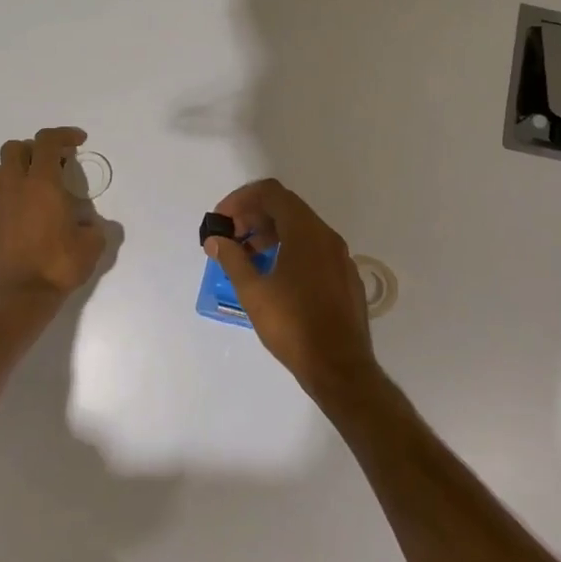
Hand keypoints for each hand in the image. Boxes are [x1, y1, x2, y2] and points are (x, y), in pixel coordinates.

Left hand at [0, 128, 105, 301]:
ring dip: (14, 173)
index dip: (63, 134)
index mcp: (43, 184)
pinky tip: (9, 215)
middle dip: (33, 150)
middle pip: (14, 148)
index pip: (48, 142)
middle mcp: (15, 187)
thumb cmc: (58, 267)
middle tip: (51, 165)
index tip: (78, 141)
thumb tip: (90, 225)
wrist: (19, 298)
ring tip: (30, 190)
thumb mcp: (92, 246)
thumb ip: (95, 227)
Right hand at [207, 178, 379, 401]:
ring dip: (270, 233)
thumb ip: (232, 259)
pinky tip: (274, 276)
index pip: (271, 193)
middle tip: (229, 238)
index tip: (222, 220)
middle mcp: (327, 236)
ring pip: (301, 229)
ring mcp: (340, 257)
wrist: (340, 368)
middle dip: (253, 216)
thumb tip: (215, 239)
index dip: (241, 200)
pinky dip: (289, 249)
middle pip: (286, 207)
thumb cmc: (293, 326)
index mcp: (306, 232)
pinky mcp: (345, 277)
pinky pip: (313, 249)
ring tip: (246, 256)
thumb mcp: (254, 292)